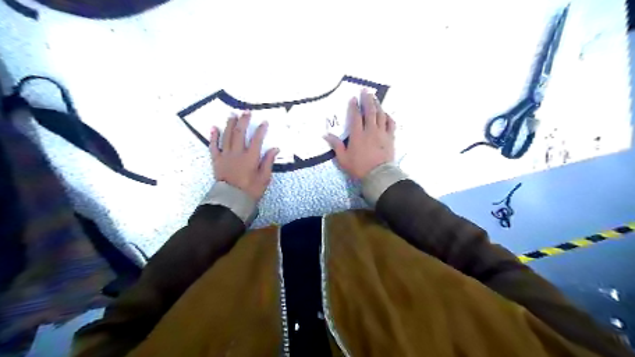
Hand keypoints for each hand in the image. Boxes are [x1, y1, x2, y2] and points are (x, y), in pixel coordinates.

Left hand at [210, 110, 277, 199]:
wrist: (231, 200)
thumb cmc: (250, 190)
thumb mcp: (264, 178)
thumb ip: (268, 162)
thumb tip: (275, 148)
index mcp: (250, 157)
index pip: (257, 139)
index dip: (261, 130)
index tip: (264, 122)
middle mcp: (237, 153)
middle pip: (240, 133)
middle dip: (244, 121)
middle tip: (246, 112)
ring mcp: (225, 155)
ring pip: (227, 136)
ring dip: (230, 124)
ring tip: (232, 114)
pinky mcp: (216, 160)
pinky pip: (213, 146)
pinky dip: (213, 136)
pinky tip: (214, 128)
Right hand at [325, 88, 394, 179]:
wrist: (378, 175)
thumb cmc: (359, 167)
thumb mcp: (343, 159)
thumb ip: (336, 145)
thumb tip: (325, 134)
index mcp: (357, 135)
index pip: (355, 116)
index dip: (354, 106)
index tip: (353, 98)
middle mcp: (370, 130)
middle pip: (369, 111)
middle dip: (367, 99)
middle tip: (365, 90)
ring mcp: (382, 133)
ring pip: (380, 115)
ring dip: (377, 105)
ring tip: (375, 98)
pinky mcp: (390, 138)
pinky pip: (391, 123)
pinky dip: (388, 117)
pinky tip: (386, 113)